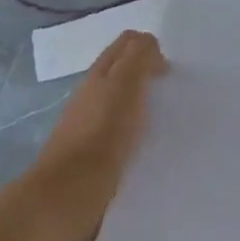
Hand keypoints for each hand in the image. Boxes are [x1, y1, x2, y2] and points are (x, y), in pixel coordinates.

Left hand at [30, 31, 166, 240]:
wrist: (67, 196)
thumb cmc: (102, 135)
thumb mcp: (125, 85)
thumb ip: (140, 58)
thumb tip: (150, 46)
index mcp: (100, 74)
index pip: (127, 44)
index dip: (150, 49)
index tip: (169, 73)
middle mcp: (91, 95)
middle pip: (122, 72)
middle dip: (147, 74)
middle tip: (172, 93)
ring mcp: (88, 126)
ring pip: (121, 103)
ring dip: (143, 105)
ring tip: (166, 121)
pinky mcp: (92, 156)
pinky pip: (120, 132)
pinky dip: (136, 132)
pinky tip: (150, 147)